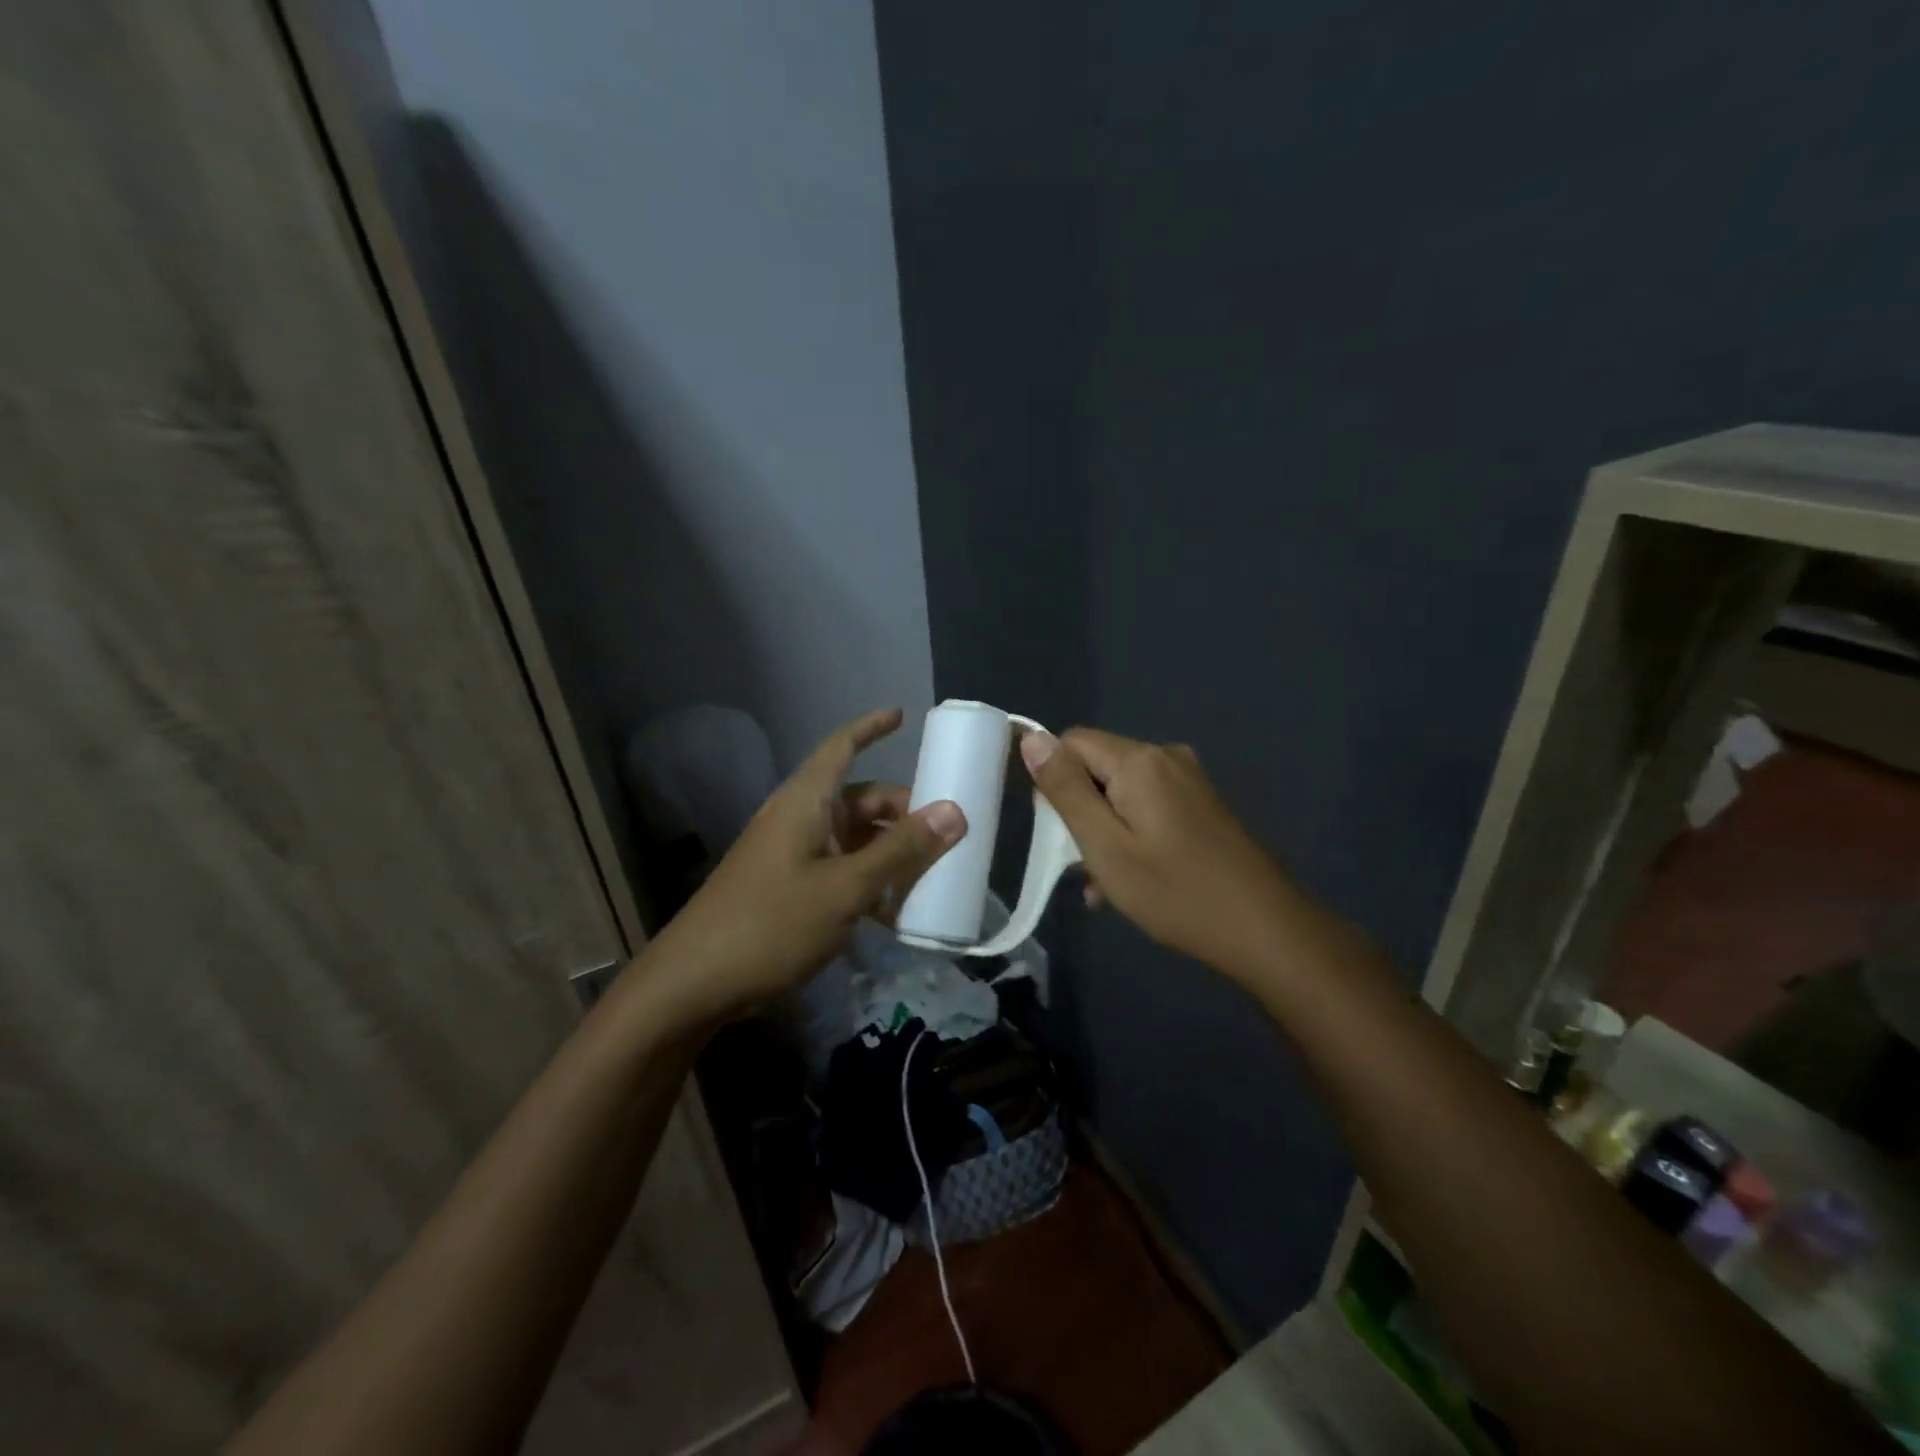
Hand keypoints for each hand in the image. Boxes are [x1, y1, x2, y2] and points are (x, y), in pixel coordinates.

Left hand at [638, 708, 964, 1023]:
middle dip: (903, 812)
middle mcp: (800, 819)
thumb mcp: (845, 888)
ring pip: (855, 839)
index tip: (904, 715)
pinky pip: (841, 870)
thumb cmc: (771, 924)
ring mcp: (793, 855)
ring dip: (891, 853)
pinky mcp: (790, 888)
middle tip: (947, 835)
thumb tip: (954, 811)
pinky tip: (896, 913)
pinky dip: (870, 881)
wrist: (694, 984)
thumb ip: (900, 850)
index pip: (841, 746)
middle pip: (860, 800)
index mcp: (806, 802)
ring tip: (931, 878)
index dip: (871, 727)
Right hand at [1020, 727, 1293, 981]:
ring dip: (1103, 831)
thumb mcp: (1105, 846)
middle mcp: (1165, 757)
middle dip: (1079, 812)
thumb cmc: (1176, 892)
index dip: (1053, 781)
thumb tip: (1032, 737)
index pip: (1070, 742)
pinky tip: (1132, 880)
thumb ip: (1065, 790)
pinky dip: (1131, 835)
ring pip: (1121, 792)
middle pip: (1096, 767)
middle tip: (1081, 865)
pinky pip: (1148, 806)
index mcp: (1139, 760)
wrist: (1266, 930)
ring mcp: (1188, 780)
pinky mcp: (1201, 804)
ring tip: (1104, 886)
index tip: (1055, 830)